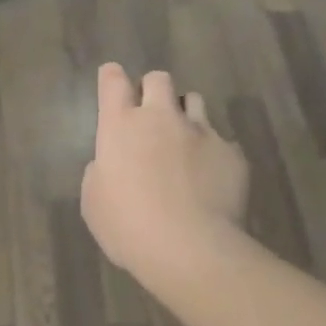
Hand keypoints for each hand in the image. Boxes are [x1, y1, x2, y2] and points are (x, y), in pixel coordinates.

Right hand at [80, 64, 248, 278]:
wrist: (188, 248)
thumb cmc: (126, 226)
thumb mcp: (93, 201)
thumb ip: (100, 172)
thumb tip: (109, 165)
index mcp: (120, 125)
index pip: (113, 81)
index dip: (112, 77)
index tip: (112, 81)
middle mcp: (160, 117)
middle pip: (158, 79)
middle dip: (152, 90)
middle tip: (150, 115)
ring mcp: (201, 131)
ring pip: (194, 101)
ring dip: (185, 114)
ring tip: (184, 140)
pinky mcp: (231, 152)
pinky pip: (222, 141)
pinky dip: (213, 152)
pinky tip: (209, 177)